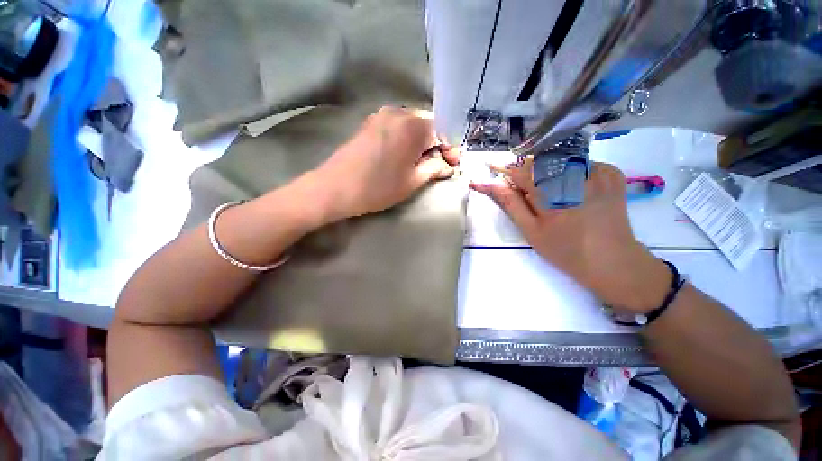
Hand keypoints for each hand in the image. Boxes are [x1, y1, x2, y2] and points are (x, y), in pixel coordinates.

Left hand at [313, 106, 459, 220]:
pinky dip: (407, 139)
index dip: (450, 149)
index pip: (442, 131)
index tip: (453, 165)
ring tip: (423, 162)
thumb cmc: (378, 188)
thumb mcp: (412, 182)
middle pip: (428, 125)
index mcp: (412, 126)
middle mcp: (398, 112)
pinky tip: (405, 155)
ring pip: (412, 125)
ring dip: (422, 142)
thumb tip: (447, 166)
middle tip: (440, 164)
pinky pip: (397, 127)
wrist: (335, 188)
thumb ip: (434, 169)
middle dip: (436, 144)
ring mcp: (381, 115)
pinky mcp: (370, 123)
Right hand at [471, 160, 669, 313]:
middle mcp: (576, 174)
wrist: (613, 261)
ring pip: (559, 160)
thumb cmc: (565, 250)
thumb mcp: (531, 230)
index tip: (490, 168)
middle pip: (539, 161)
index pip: (520, 171)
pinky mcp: (612, 173)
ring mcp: (598, 171)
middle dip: (526, 171)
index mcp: (552, 192)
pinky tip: (571, 191)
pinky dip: (569, 173)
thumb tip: (490, 184)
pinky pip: (581, 163)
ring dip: (547, 172)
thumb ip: (510, 203)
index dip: (503, 170)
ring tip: (549, 193)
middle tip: (523, 190)